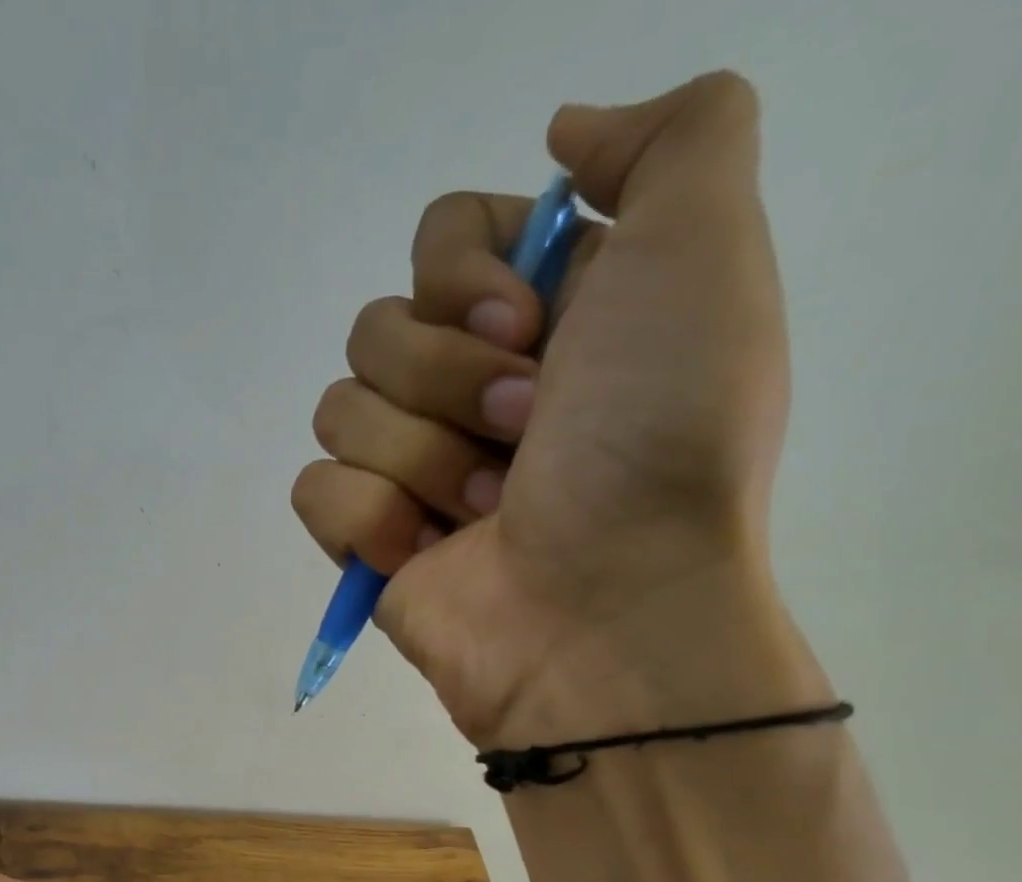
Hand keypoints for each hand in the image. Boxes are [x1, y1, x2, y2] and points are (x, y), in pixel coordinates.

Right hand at [292, 72, 805, 746]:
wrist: (605, 609)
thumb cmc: (659, 440)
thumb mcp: (706, 252)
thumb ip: (674, 137)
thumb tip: (562, 133)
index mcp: (540, 317)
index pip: (439, 235)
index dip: (463, 271)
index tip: (525, 326)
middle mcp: (470, 386)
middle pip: (378, 326)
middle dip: (449, 380)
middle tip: (525, 435)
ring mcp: (412, 469)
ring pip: (340, 407)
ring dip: (421, 457)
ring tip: (486, 510)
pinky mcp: (367, 539)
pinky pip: (316, 488)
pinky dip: (371, 519)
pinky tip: (428, 554)